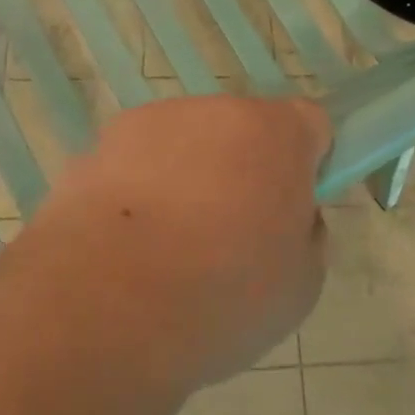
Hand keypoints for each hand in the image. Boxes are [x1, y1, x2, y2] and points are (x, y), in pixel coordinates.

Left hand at [18, 94, 332, 389]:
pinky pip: (139, 159)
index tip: (290, 207)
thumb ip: (305, 234)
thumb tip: (288, 218)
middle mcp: (220, 109)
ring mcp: (157, 120)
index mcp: (279, 134)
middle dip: (244, 168)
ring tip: (167, 245)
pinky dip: (139, 187)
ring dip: (188, 175)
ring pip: (189, 142)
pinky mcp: (104, 141)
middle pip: (244, 130)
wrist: (108, 305)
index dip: (306, 162)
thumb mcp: (301, 284)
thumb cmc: (222, 296)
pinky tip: (125, 241)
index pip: (311, 124)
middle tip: (229, 233)